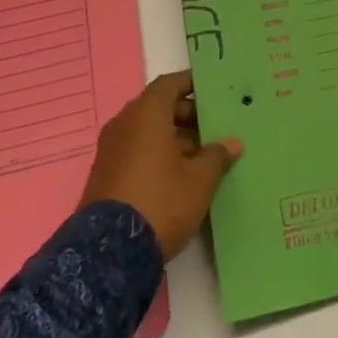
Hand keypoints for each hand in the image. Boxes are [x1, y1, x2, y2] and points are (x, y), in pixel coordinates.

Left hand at [80, 71, 242, 258]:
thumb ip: (217, 156)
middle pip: (158, 108)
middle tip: (215, 129)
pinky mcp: (105, 175)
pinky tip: (180, 176)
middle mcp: (124, 125)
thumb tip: (232, 143)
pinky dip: (157, 155)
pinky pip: (136, 152)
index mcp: (146, 114)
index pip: (170, 84)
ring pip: (147, 132)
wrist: (109, 252)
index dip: (192, 84)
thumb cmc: (161, 200)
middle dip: (187, 116)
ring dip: (174, 138)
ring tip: (203, 156)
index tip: (213, 91)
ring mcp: (111, 151)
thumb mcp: (200, 179)